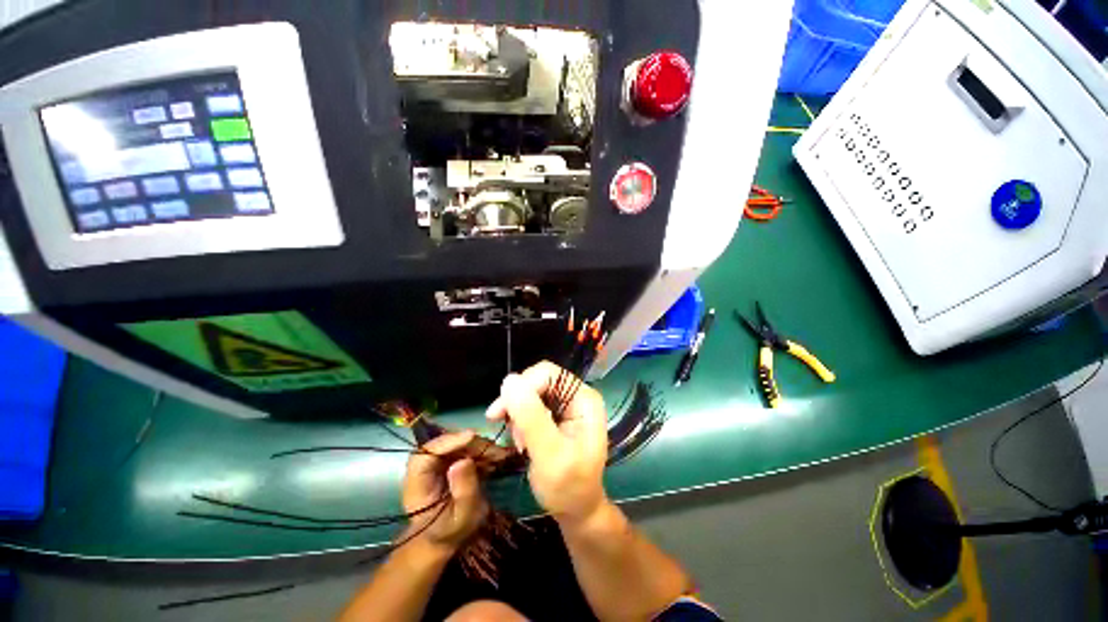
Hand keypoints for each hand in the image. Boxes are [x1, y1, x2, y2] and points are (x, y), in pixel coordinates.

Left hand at [402, 431, 487, 551]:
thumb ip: (464, 490)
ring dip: (479, 446)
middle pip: (445, 444)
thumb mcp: (462, 517)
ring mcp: (436, 463)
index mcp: (418, 484)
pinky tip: (495, 457)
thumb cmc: (451, 531)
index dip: (448, 441)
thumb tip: (465, 460)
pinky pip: (464, 449)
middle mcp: (424, 468)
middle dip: (471, 444)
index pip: (426, 453)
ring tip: (499, 455)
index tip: (471, 437)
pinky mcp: (448, 461)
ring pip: (457, 444)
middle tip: (495, 451)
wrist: (444, 538)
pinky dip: (480, 451)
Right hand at [486, 361, 608, 524]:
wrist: (576, 510)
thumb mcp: (549, 455)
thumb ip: (532, 418)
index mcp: (585, 399)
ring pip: (531, 391)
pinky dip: (520, 420)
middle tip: (510, 431)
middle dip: (518, 403)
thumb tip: (509, 380)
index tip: (499, 412)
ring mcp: (567, 404)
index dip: (522, 386)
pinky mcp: (556, 414)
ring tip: (520, 442)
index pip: (549, 374)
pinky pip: (530, 404)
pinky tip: (522, 440)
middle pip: (539, 380)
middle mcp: (577, 395)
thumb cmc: (568, 487)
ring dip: (518, 413)